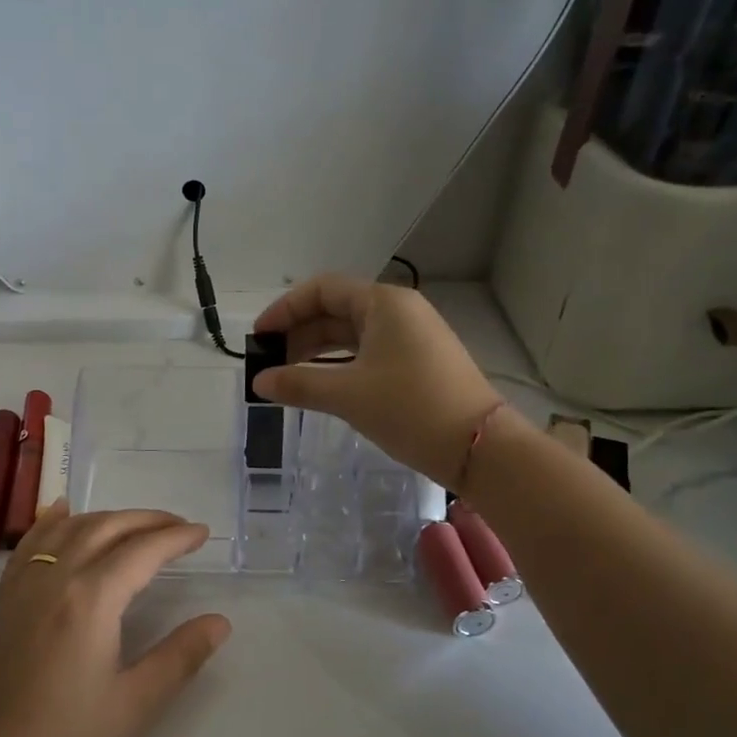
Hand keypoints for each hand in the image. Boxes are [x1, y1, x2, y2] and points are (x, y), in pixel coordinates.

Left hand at [0, 502, 230, 736]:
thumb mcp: (136, 704)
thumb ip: (181, 656)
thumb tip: (220, 622)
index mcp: (90, 599)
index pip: (141, 551)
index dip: (176, 538)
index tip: (203, 533)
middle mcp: (54, 580)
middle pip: (105, 528)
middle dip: (146, 520)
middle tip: (179, 526)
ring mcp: (23, 589)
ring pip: (67, 530)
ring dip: (105, 517)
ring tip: (136, 522)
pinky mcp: (5, 605)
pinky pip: (28, 546)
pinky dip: (50, 522)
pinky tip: (60, 513)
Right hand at [251, 273, 514, 488]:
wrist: (478, 447)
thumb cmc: (410, 408)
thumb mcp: (348, 395)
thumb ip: (298, 383)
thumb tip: (259, 381)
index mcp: (383, 303)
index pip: (322, 290)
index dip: (285, 309)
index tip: (259, 338)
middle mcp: (399, 311)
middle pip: (336, 310)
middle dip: (298, 333)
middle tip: (269, 363)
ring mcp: (412, 337)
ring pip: (352, 334)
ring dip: (317, 351)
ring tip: (288, 377)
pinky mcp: (418, 362)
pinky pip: (368, 353)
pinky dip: (340, 365)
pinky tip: (321, 386)